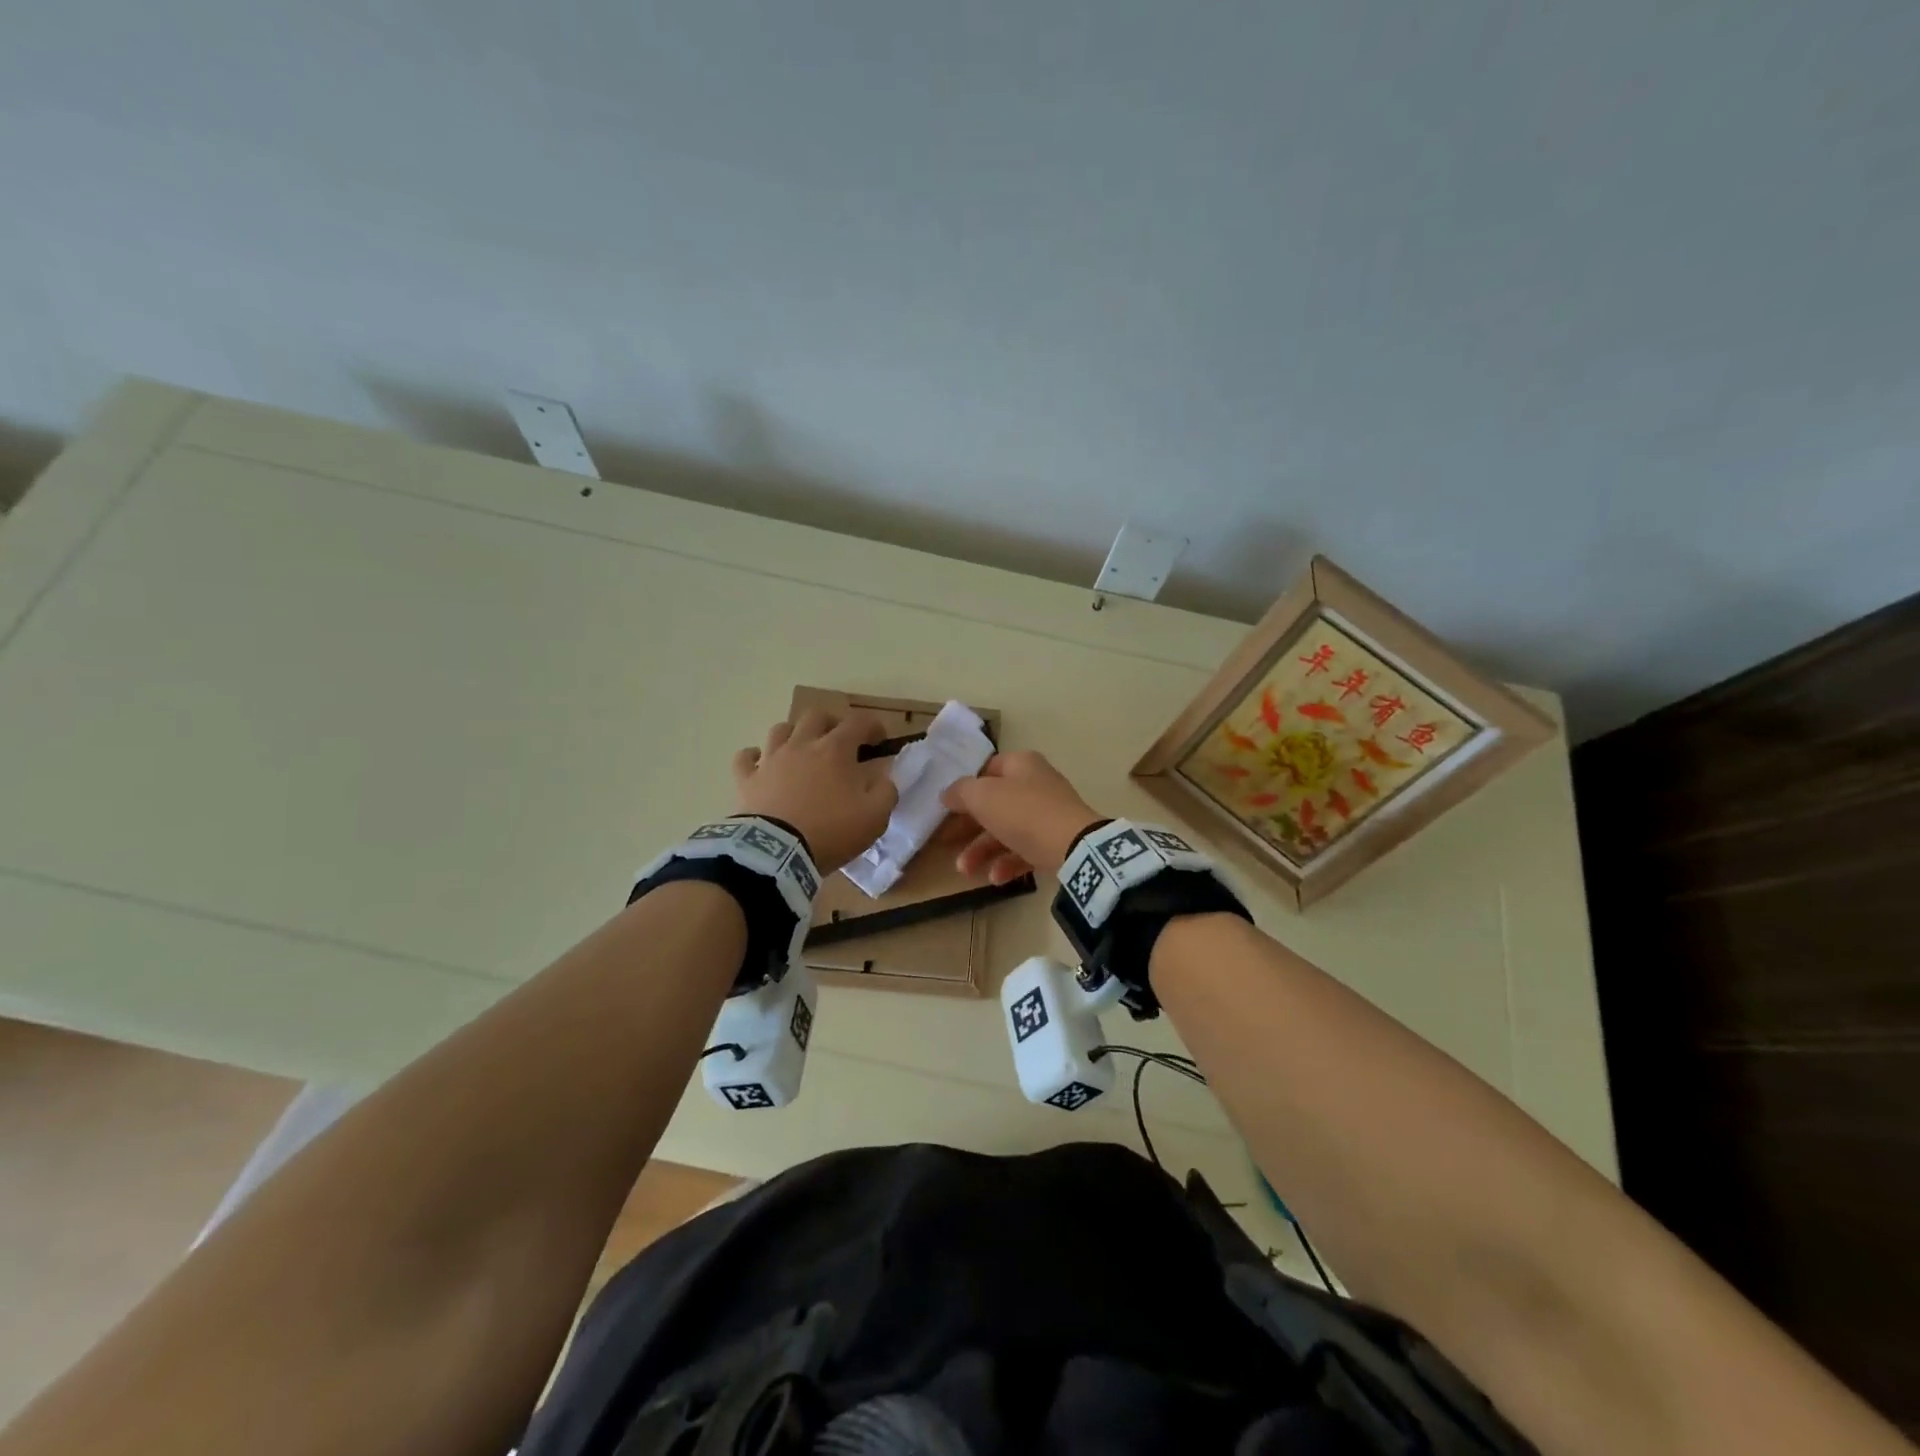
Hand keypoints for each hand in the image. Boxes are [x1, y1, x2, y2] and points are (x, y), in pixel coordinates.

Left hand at [732, 711, 897, 873]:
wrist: (777, 852)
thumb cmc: (831, 831)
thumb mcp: (874, 817)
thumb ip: (885, 792)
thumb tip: (884, 778)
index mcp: (836, 750)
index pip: (858, 722)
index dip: (873, 726)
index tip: (879, 741)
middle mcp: (802, 745)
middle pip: (816, 716)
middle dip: (831, 723)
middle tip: (840, 742)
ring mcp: (771, 760)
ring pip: (780, 729)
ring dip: (794, 734)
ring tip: (802, 749)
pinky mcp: (747, 779)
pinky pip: (745, 758)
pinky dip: (753, 756)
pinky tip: (760, 763)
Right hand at [940, 750, 1103, 882]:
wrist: (1074, 847)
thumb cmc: (1024, 813)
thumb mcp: (982, 796)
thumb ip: (960, 792)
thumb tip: (948, 794)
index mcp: (1021, 764)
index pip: (986, 770)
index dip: (964, 788)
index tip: (946, 808)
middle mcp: (1036, 784)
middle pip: (994, 804)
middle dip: (969, 828)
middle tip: (947, 843)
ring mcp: (1048, 814)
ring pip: (1007, 830)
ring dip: (982, 850)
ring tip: (965, 870)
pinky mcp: (1056, 842)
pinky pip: (1025, 850)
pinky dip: (1008, 863)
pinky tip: (995, 879)